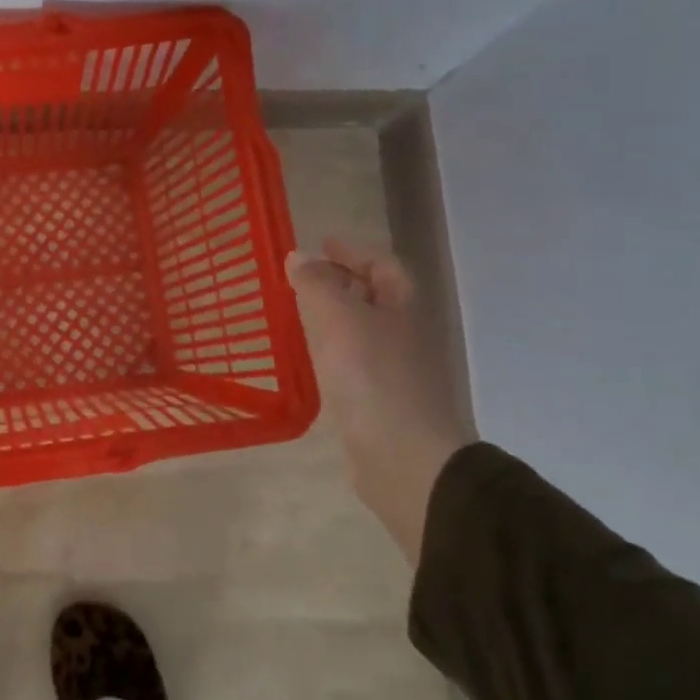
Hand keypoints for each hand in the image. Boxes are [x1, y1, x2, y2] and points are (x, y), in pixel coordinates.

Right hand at [286, 239, 469, 562]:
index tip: (322, 243)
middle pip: (375, 296)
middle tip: (302, 276)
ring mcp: (392, 370)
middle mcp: (403, 334)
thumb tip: (298, 256)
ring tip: (296, 310)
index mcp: (402, 308)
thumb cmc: (373, 376)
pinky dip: (329, 349)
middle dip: (342, 281)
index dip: (354, 251)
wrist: (401, 456)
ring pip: (361, 330)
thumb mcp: (339, 318)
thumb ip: (317, 283)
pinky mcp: (376, 402)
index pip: (383, 265)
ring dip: (333, 315)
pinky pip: (351, 361)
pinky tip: (308, 357)